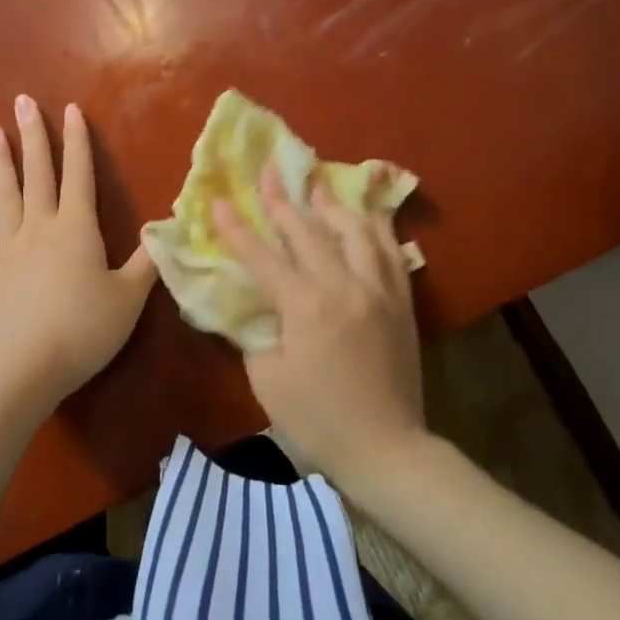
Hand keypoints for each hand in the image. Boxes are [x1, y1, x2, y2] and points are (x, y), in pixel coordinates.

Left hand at [0, 95, 158, 408]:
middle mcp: (40, 229)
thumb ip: (147, 261)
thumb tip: (165, 229)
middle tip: (21, 102)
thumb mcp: (129, 297)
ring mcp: (10, 250)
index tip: (69, 109)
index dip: (76, 141)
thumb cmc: (86, 328)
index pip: (78, 174)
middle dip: (32, 137)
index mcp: (76, 228)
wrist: (28, 366)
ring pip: (4, 197)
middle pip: (36, 175)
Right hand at [211, 166, 426, 488]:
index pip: (264, 256)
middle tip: (269, 172)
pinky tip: (367, 217)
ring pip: (356, 230)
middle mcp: (344, 286)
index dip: (237, 228)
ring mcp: (379, 290)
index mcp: (306, 306)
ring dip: (332, 205)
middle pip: (309, 231)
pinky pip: (391, 251)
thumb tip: (254, 304)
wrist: (386, 448)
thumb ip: (257, 332)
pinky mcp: (401, 301)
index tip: (218, 201)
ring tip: (318, 185)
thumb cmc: (318, 420)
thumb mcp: (267, 379)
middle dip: (283, 200)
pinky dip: (376, 228)